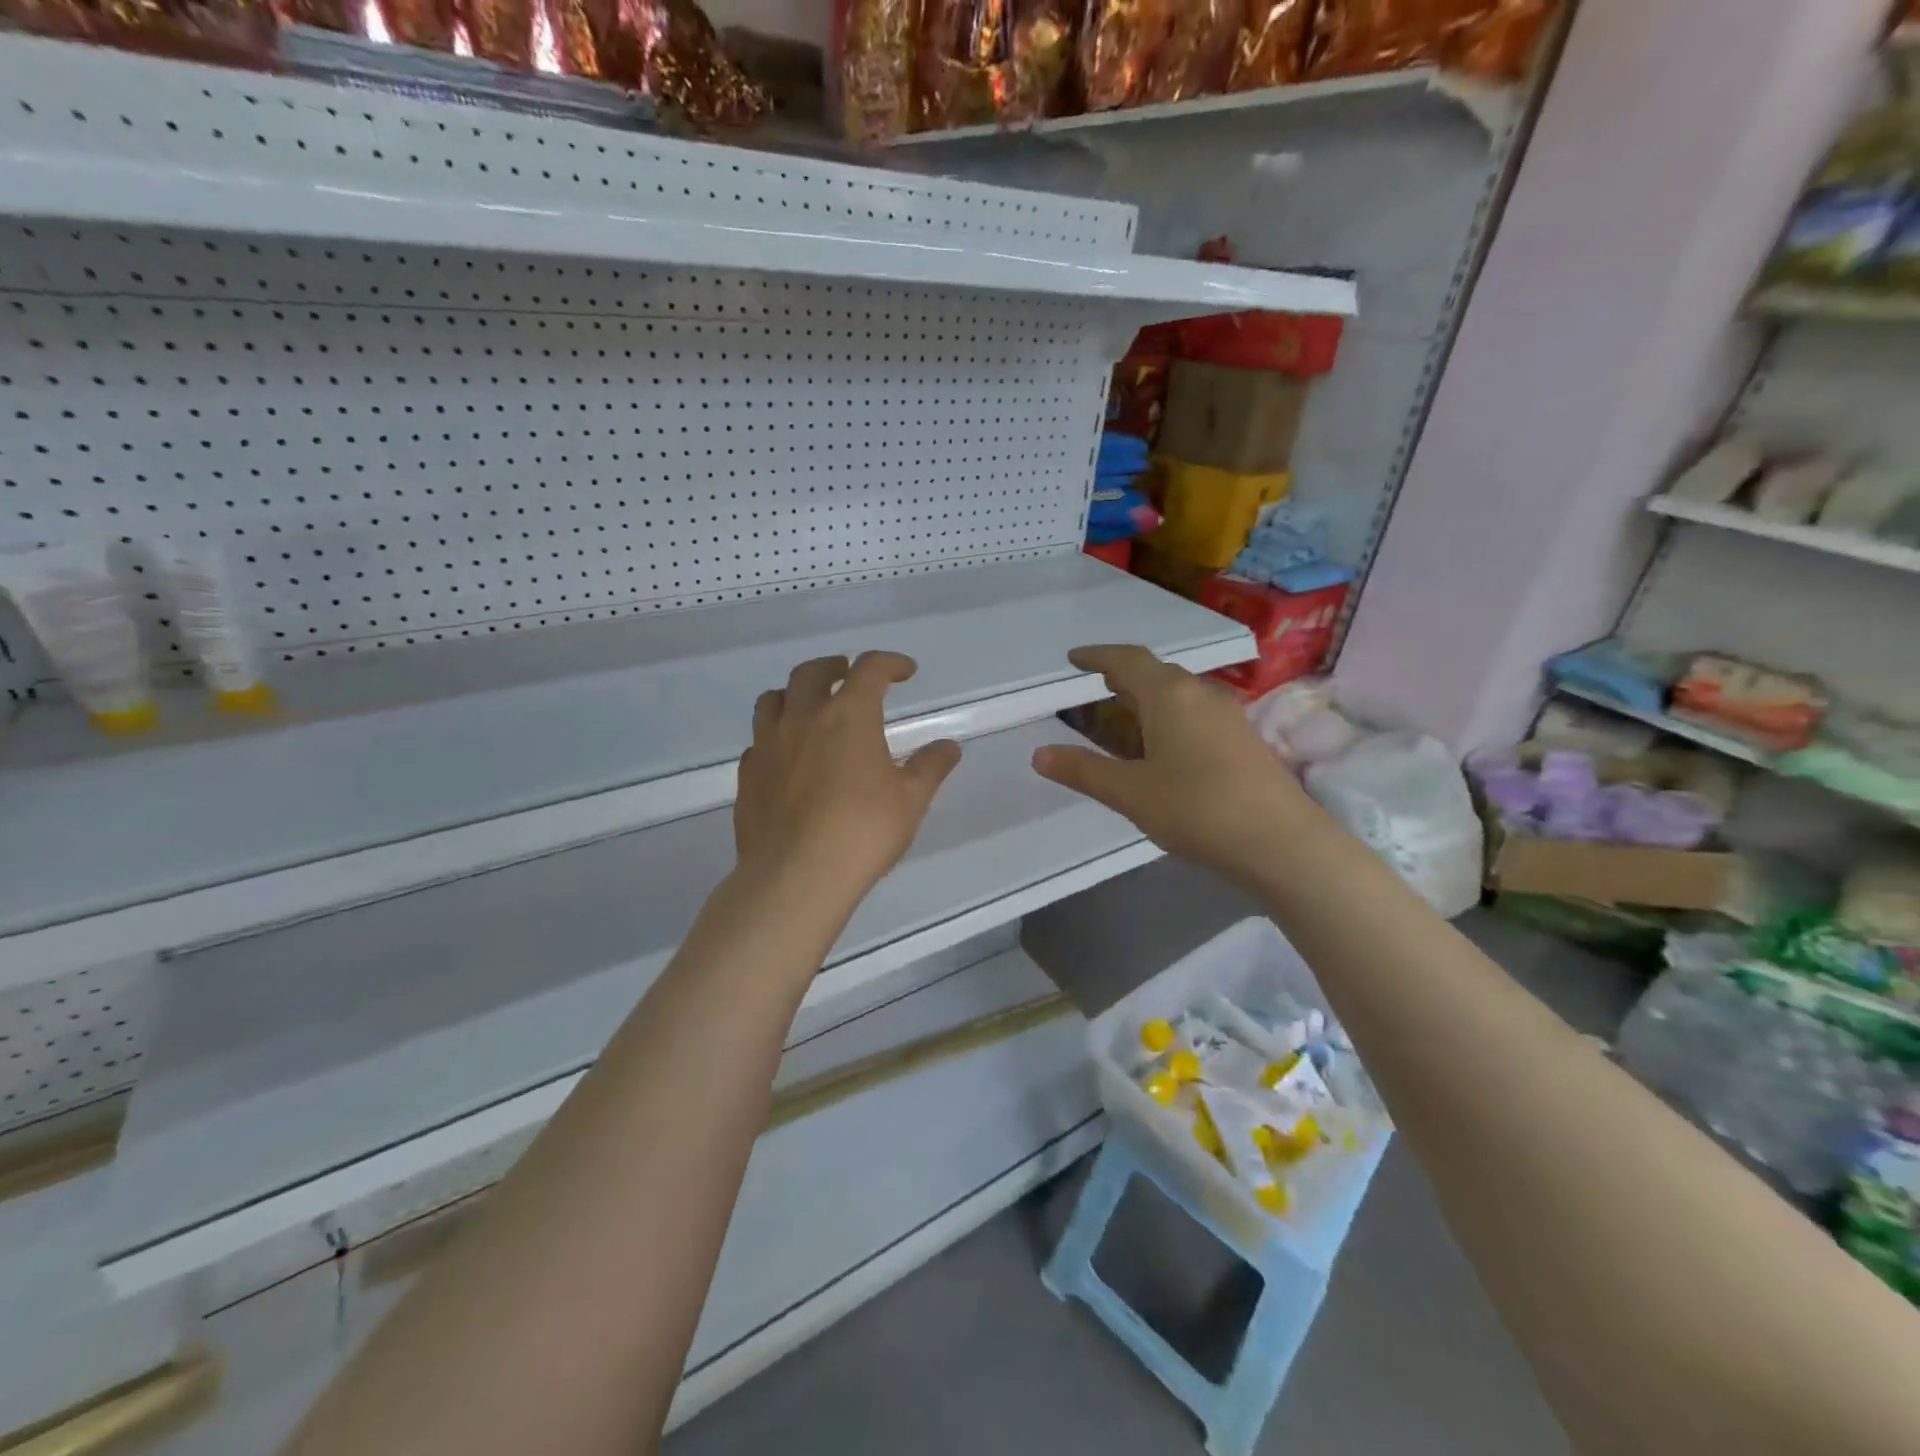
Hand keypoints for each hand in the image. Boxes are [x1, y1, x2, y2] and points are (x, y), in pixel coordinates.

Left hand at [734, 652, 961, 903]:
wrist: (796, 876)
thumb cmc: (863, 831)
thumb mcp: (910, 800)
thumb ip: (930, 768)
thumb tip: (949, 747)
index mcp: (848, 715)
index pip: (869, 669)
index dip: (890, 663)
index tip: (905, 671)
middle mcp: (802, 719)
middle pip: (811, 672)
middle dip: (834, 667)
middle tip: (848, 675)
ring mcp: (767, 746)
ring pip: (773, 700)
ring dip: (795, 694)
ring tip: (810, 708)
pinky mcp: (747, 776)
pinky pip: (758, 741)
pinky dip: (775, 737)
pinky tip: (787, 757)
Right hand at [1032, 645, 1314, 885]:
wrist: (1282, 842)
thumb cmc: (1197, 809)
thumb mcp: (1130, 793)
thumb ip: (1083, 771)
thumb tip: (1039, 754)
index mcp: (1169, 696)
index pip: (1127, 661)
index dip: (1097, 656)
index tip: (1074, 658)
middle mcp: (1200, 694)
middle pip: (1156, 672)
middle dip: (1124, 673)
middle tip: (1098, 682)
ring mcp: (1227, 716)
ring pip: (1180, 692)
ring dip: (1149, 694)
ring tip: (1127, 709)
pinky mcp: (1243, 740)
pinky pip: (1196, 712)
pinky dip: (1170, 714)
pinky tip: (1166, 741)